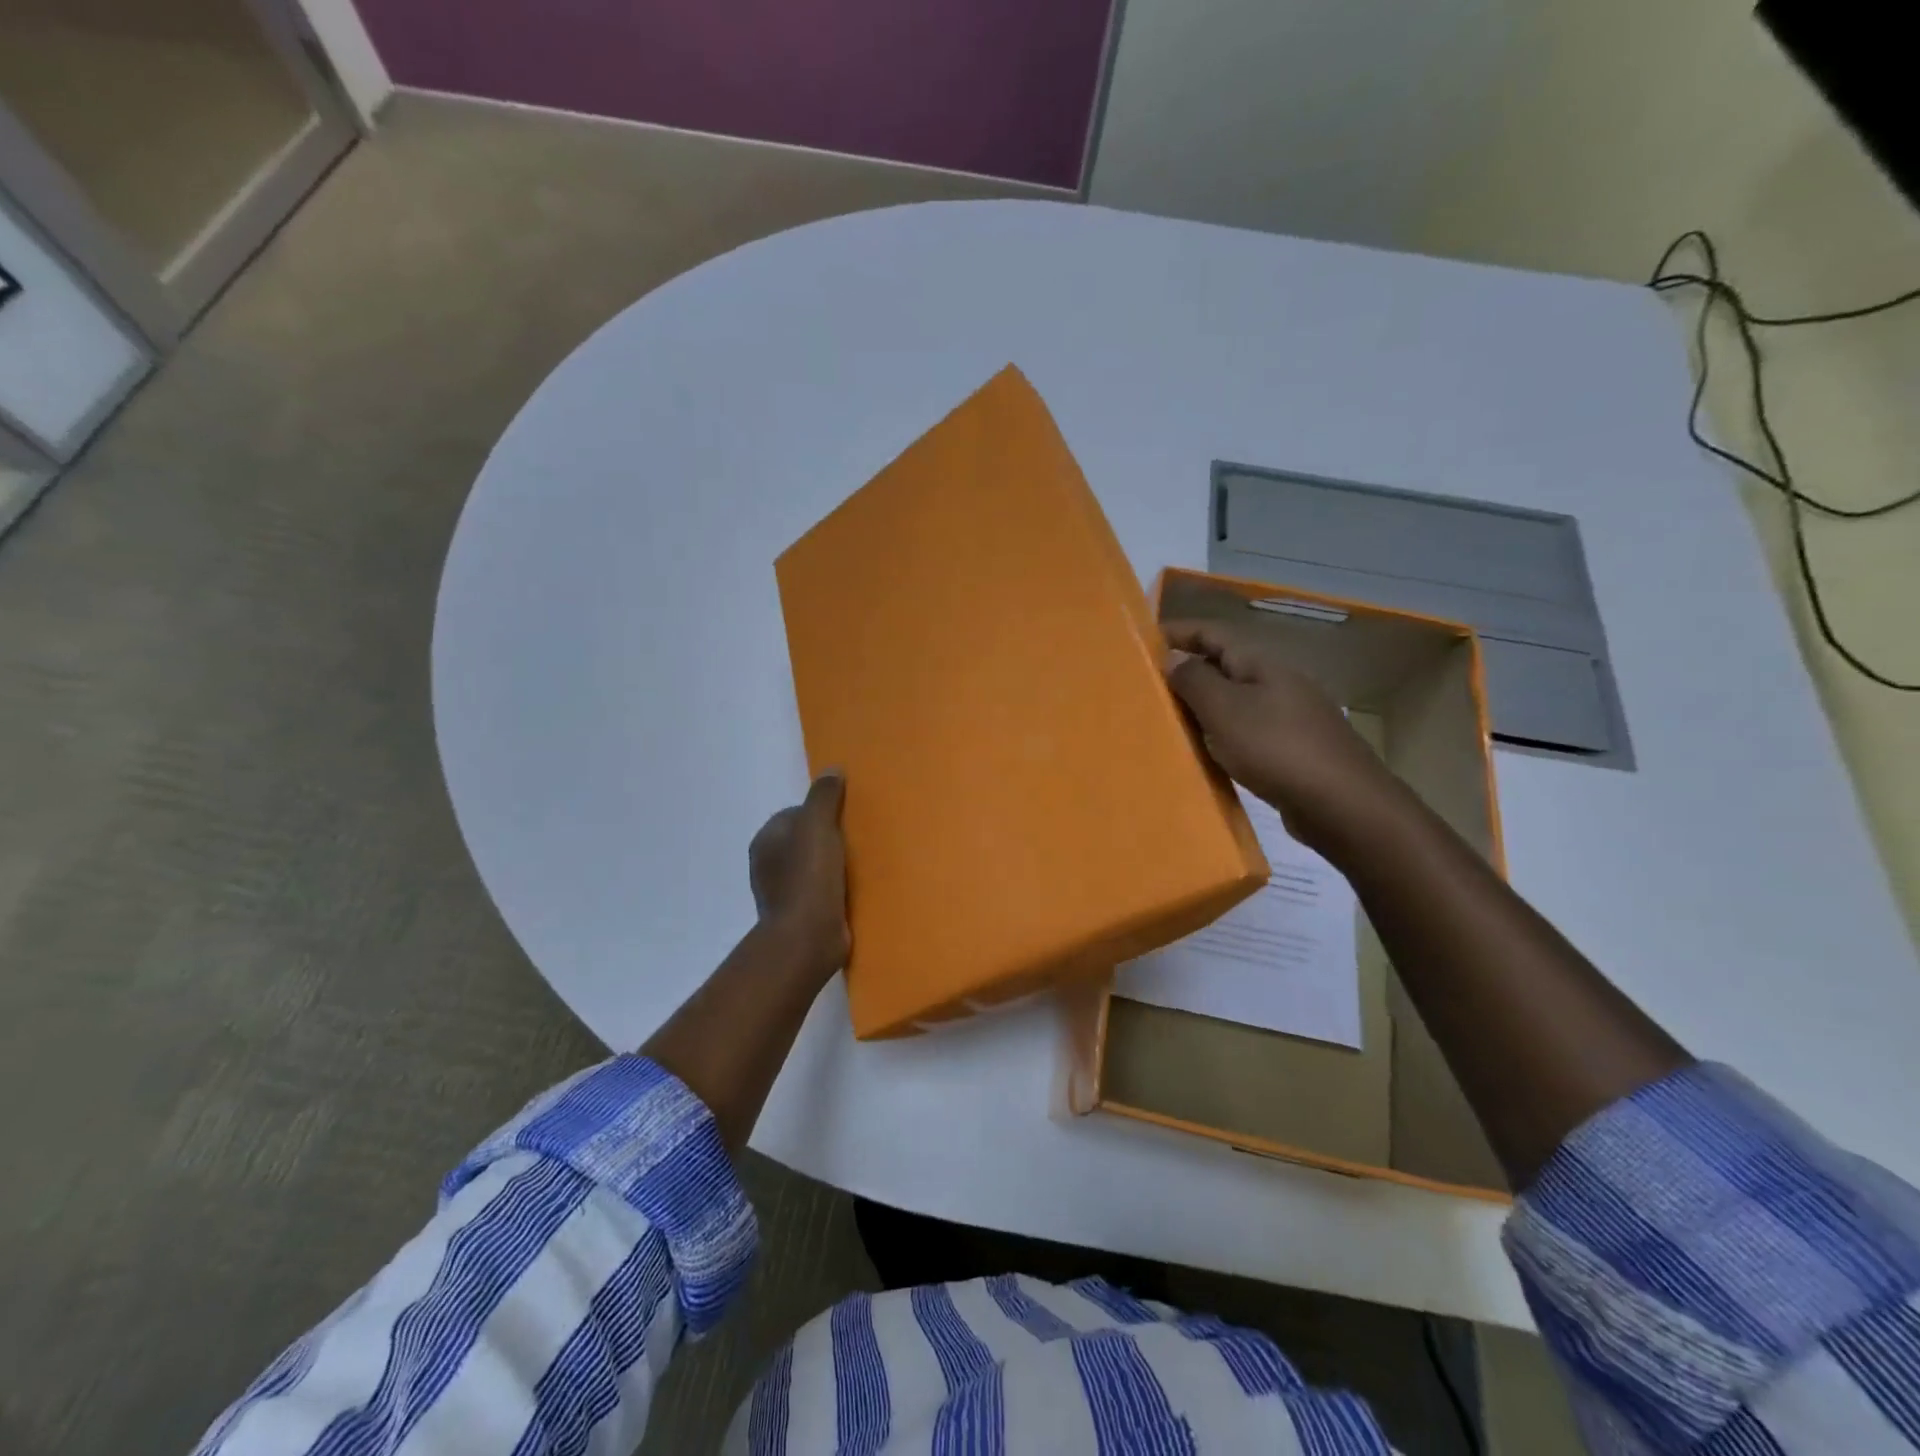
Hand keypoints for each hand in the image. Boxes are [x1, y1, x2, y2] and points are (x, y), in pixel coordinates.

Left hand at [748, 771, 849, 984]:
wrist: (808, 937)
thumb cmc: (809, 876)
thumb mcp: (818, 825)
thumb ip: (824, 797)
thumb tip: (832, 770)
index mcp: (766, 840)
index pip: (795, 814)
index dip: (821, 813)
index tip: (846, 819)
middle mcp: (767, 865)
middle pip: (804, 841)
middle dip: (829, 839)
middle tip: (858, 840)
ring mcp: (782, 893)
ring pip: (813, 867)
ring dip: (833, 866)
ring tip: (862, 865)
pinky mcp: (800, 916)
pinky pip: (820, 892)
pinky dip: (835, 889)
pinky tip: (855, 890)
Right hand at [1162, 617, 1396, 847]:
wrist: (1342, 804)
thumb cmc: (1276, 748)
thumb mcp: (1225, 710)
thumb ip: (1195, 681)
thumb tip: (1173, 657)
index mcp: (1261, 665)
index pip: (1214, 633)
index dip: (1179, 632)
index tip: (1143, 641)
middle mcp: (1277, 682)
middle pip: (1225, 665)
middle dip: (1187, 670)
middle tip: (1147, 685)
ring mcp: (1289, 716)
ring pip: (1235, 700)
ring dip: (1203, 705)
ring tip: (1168, 718)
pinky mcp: (1292, 749)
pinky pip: (1246, 730)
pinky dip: (1221, 734)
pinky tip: (1207, 752)